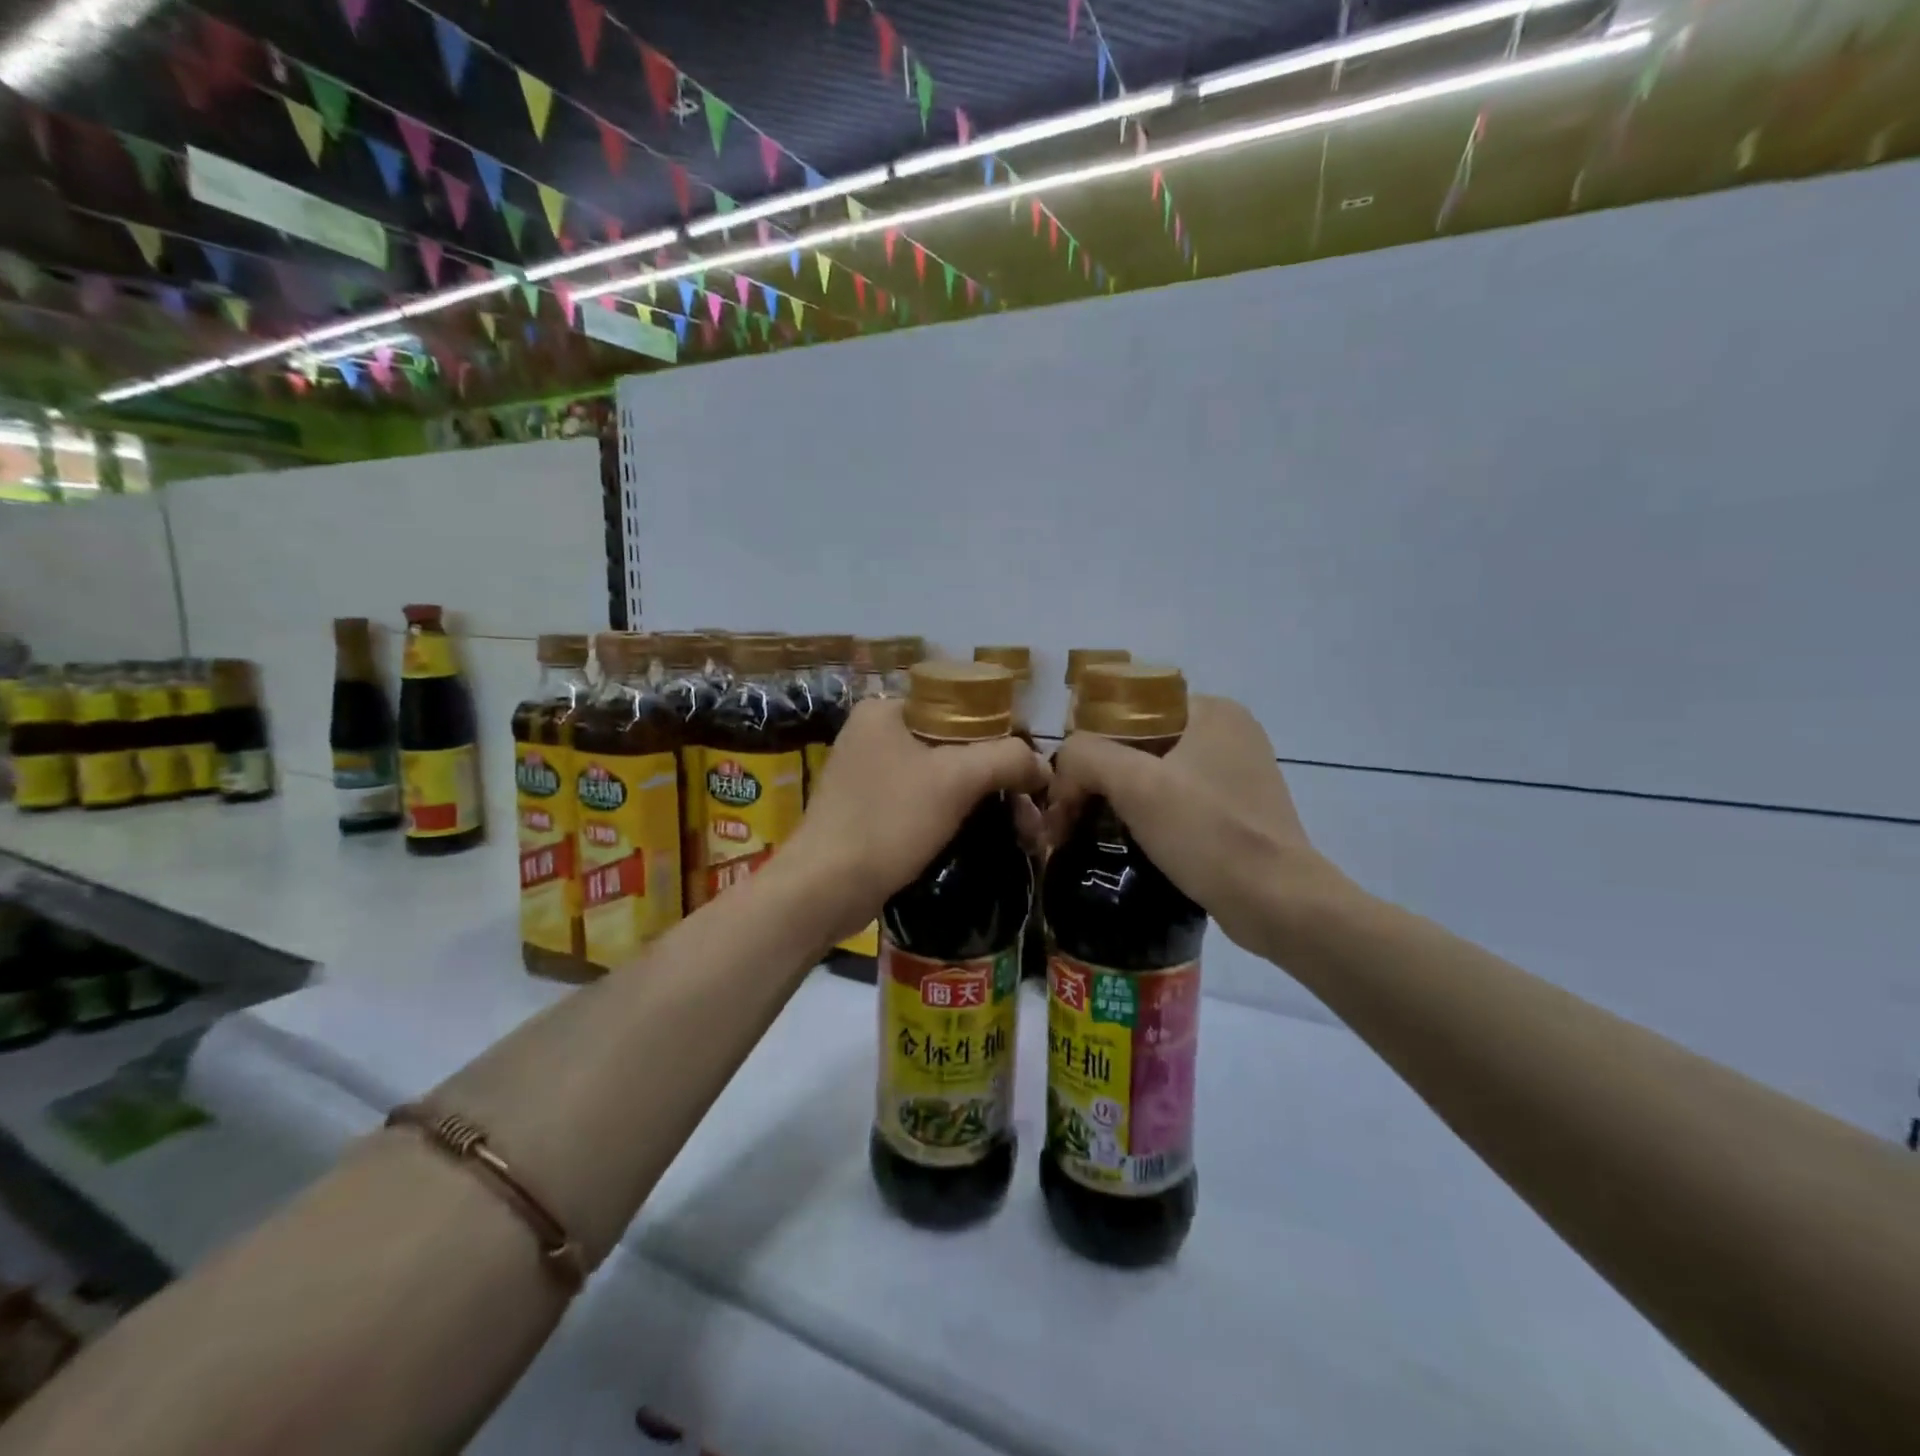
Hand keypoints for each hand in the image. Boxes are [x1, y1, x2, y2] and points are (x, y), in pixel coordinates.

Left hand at [791, 698, 1048, 940]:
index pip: (963, 708)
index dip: (1004, 737)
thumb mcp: (956, 780)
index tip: (1031, 774)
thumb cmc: (889, 821)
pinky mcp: (867, 808)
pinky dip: (952, 815)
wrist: (825, 888)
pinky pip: (922, 800)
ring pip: (941, 776)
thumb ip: (1006, 759)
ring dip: (980, 801)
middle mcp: (873, 733)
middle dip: (997, 779)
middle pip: (955, 745)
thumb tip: (1043, 766)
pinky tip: (979, 836)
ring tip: (1019, 832)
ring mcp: (867, 772)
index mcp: (886, 710)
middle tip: (1029, 813)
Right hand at [1044, 696, 1335, 957]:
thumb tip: (1064, 766)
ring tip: (1090, 830)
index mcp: (1211, 710)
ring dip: (1120, 799)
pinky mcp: (1239, 811)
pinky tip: (1129, 842)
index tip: (1068, 786)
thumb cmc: (1206, 832)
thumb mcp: (1135, 785)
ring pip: (1156, 775)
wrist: (1276, 902)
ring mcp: (1238, 773)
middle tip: (1071, 813)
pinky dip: (1148, 817)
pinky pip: (1177, 801)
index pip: (1127, 711)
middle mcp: (1229, 733)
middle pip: (1140, 745)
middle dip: (1101, 777)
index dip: (1089, 745)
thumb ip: (1086, 757)